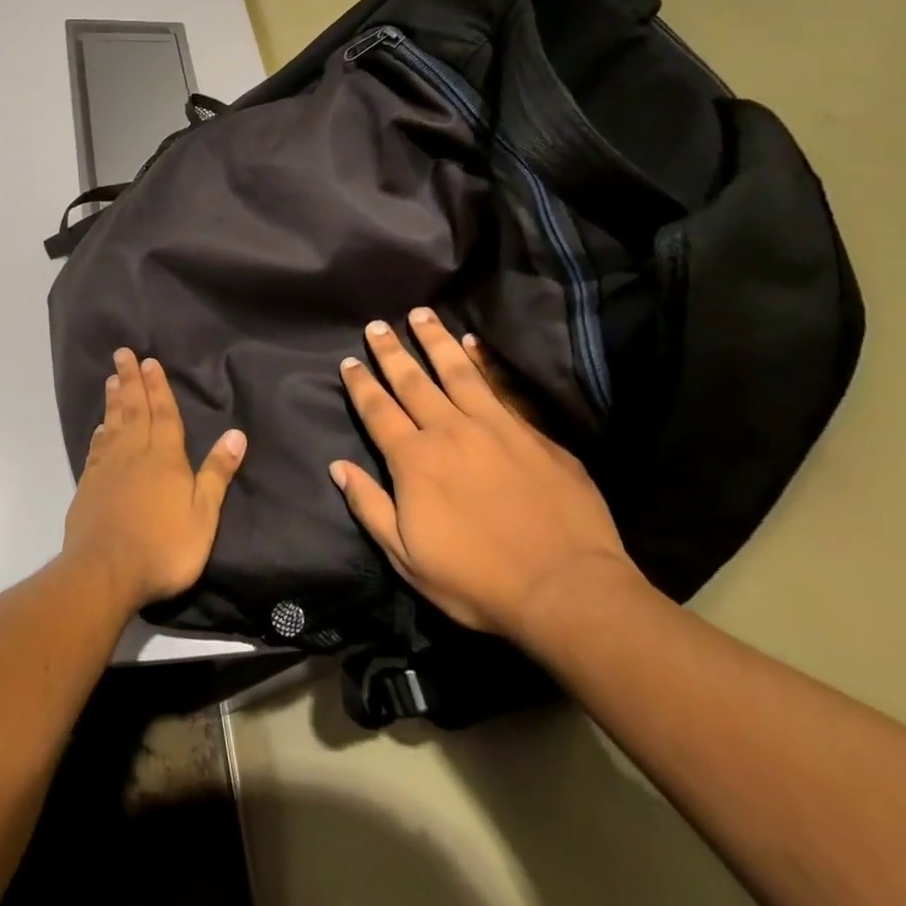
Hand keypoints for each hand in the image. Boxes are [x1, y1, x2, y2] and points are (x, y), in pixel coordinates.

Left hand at [64, 348, 245, 611]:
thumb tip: (236, 434)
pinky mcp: (89, 485)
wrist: (105, 571)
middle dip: (131, 380)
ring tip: (112, 380)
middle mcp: (135, 454)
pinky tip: (100, 427)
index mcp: (165, 458)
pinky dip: (100, 432)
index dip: (158, 387)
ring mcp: (108, 468)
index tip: (149, 361)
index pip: (164, 414)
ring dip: (114, 400)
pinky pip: (97, 449)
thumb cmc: (163, 547)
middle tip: (122, 353)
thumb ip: (216, 473)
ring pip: (113, 424)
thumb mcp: (203, 515)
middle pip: (134, 410)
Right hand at [330, 307, 641, 643]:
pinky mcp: (533, 435)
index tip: (349, 361)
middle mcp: (449, 432)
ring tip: (421, 314)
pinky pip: (500, 388)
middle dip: (391, 352)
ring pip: (456, 372)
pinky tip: (475, 345)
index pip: (378, 411)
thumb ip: (370, 506)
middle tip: (377, 325)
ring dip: (435, 341)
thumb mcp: (406, 557)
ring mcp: (495, 428)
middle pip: (412, 381)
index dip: (361, 384)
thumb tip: (338, 466)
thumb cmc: (478, 581)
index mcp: (414, 460)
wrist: (567, 591)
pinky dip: (483, 363)